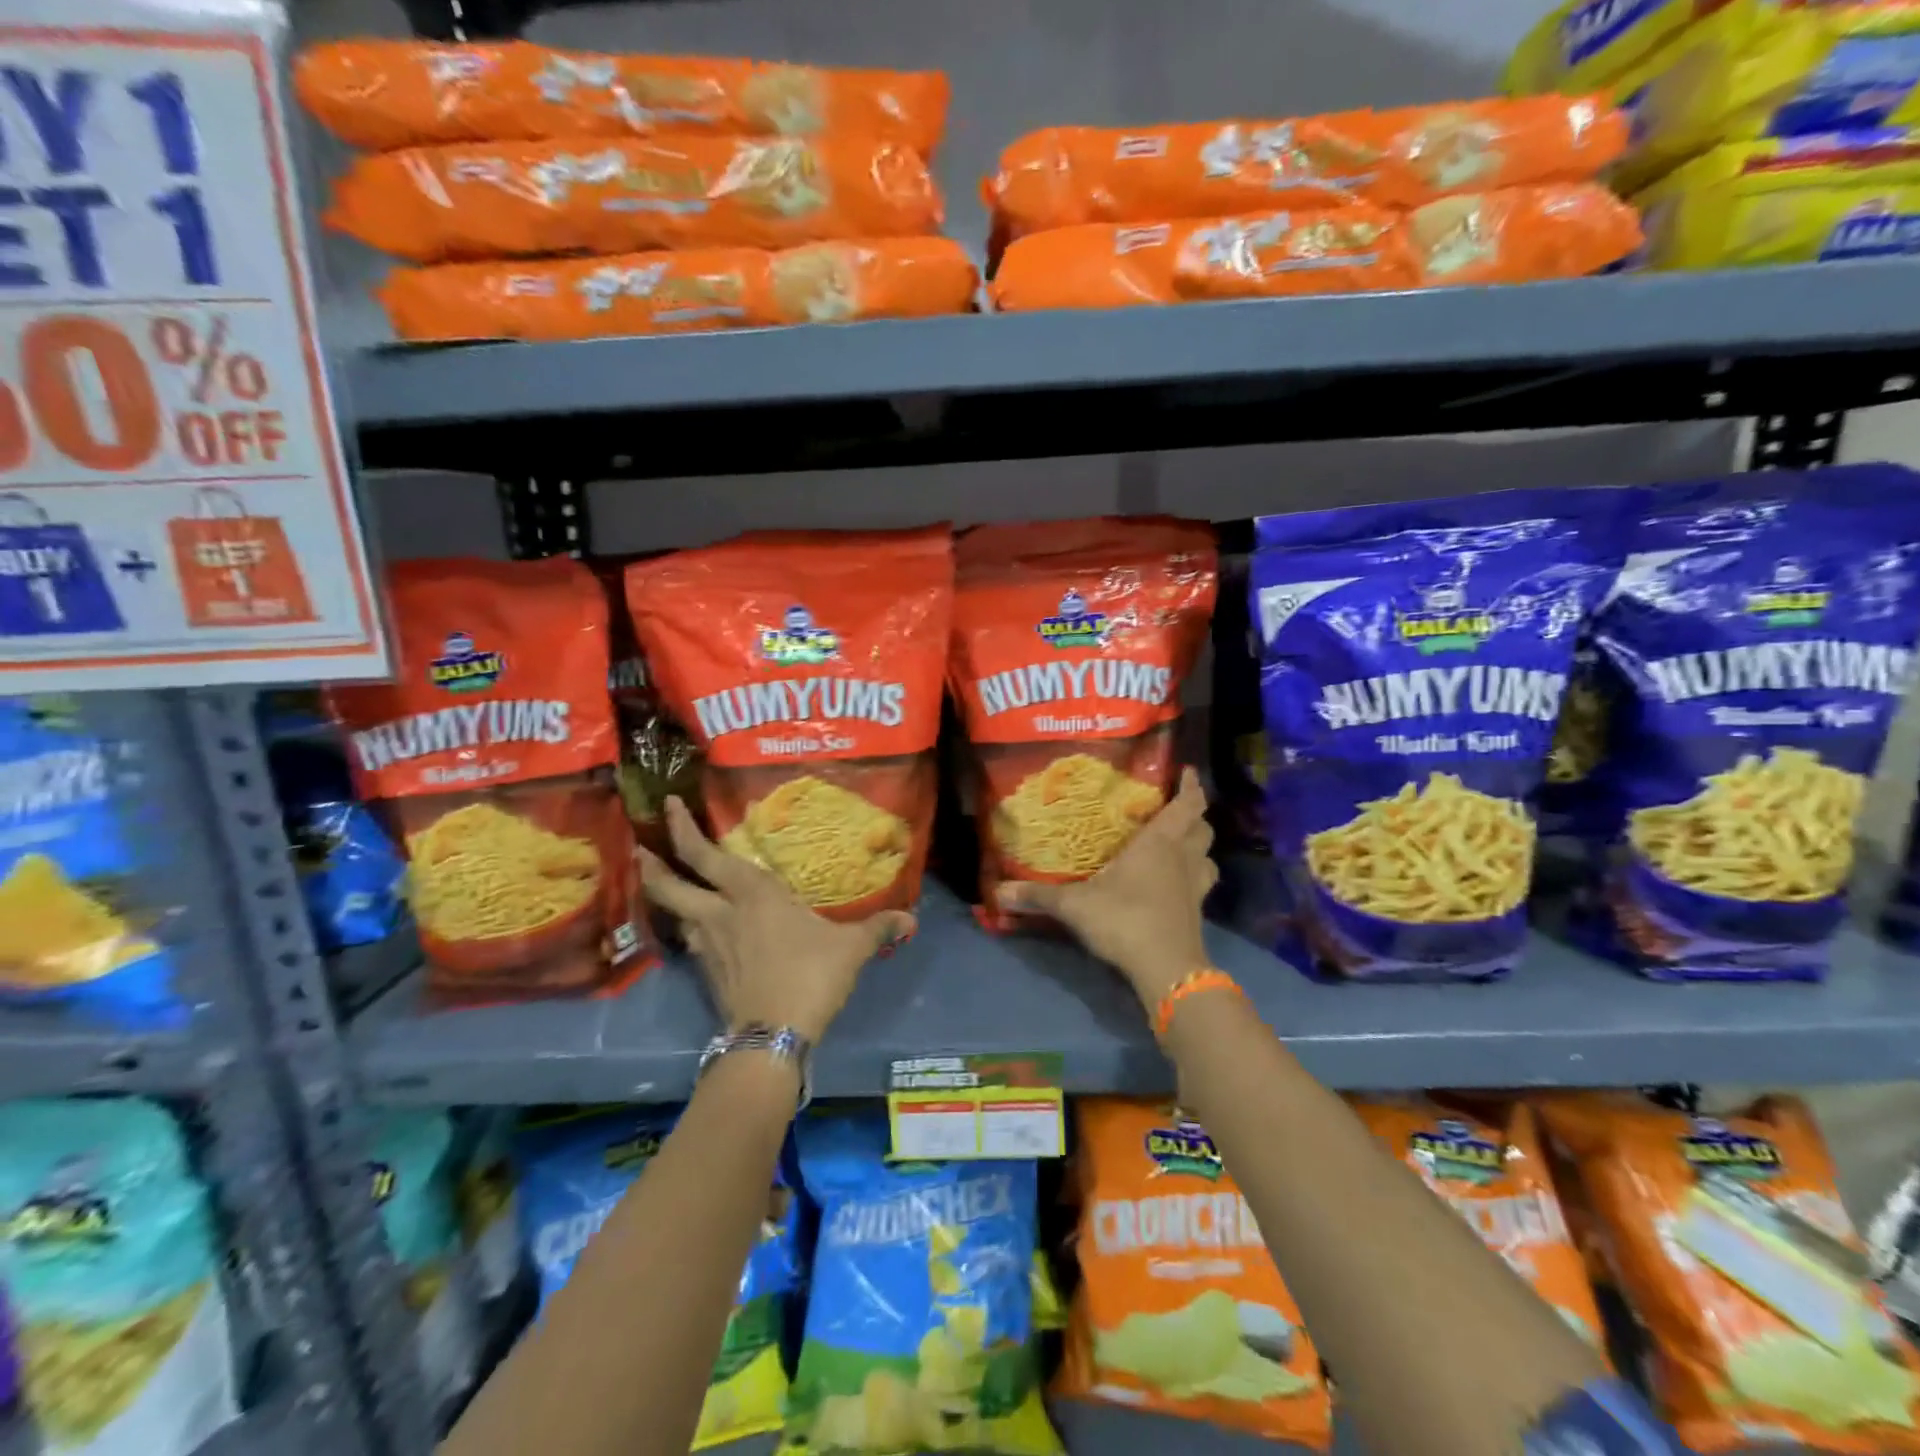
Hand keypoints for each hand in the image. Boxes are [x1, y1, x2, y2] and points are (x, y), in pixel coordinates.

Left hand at [637, 797, 914, 1042]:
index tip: (668, 805)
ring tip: (674, 886)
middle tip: (641, 847)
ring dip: (667, 896)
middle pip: (669, 884)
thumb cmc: (810, 975)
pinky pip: (689, 940)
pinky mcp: (707, 973)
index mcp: (751, 893)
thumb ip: (877, 928)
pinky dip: (688, 927)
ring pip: (675, 913)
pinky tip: (701, 930)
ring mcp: (707, 945)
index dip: (681, 828)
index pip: (704, 854)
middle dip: (652, 863)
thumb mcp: (850, 948)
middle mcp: (720, 913)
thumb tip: (911, 920)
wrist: (774, 1035)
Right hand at [994, 767, 1217, 1006]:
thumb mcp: (1074, 905)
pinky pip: (1202, 884)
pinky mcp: (1197, 912)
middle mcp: (1182, 858)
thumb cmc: (1124, 919)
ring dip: (1198, 846)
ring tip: (1179, 844)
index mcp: (1158, 842)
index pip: (1186, 804)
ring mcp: (1195, 887)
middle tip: (1173, 808)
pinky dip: (1194, 875)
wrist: (1166, 969)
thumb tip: (998, 892)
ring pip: (1208, 856)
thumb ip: (1038, 896)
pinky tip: (1175, 883)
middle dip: (1194, 814)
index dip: (1190, 786)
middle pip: (1203, 827)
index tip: (1185, 771)